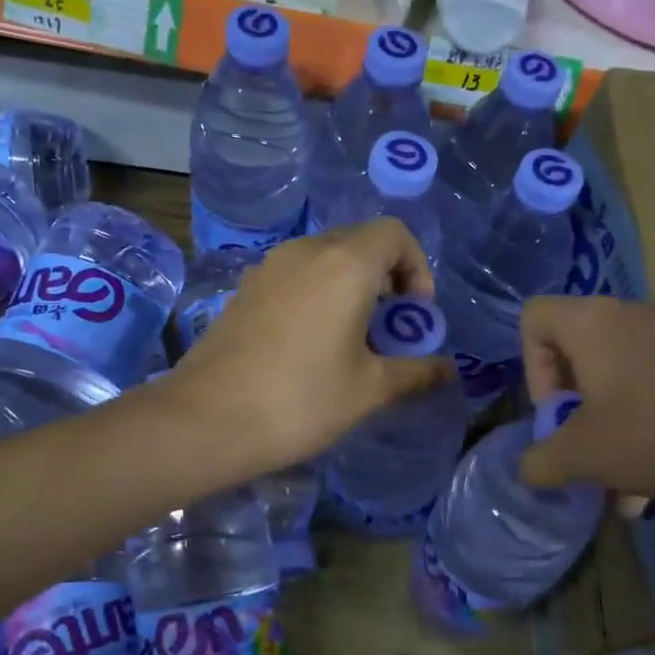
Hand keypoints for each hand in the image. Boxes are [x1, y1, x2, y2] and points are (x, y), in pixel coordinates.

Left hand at [163, 219, 452, 473]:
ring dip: (351, 287)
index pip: (395, 234)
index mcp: (344, 264)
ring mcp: (268, 268)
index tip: (414, 315)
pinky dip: (318, 295)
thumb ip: (416, 372)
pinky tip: (311, 345)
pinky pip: (295, 276)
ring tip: (353, 340)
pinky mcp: (244, 290)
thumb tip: (448, 369)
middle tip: (389, 330)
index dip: (417, 267)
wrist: (206, 421)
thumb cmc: (301, 401)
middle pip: (360, 242)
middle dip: (387, 278)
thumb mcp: (370, 390)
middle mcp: (305, 252)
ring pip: (325, 259)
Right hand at [518, 295, 654, 513]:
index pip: (534, 318)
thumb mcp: (583, 456)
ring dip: (612, 433)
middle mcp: (631, 318)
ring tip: (625, 491)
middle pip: (579, 356)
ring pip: (622, 383)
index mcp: (592, 324)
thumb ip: (541, 462)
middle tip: (585, 450)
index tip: (555, 412)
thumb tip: (529, 469)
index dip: (530, 366)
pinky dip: (650, 430)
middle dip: (575, 412)